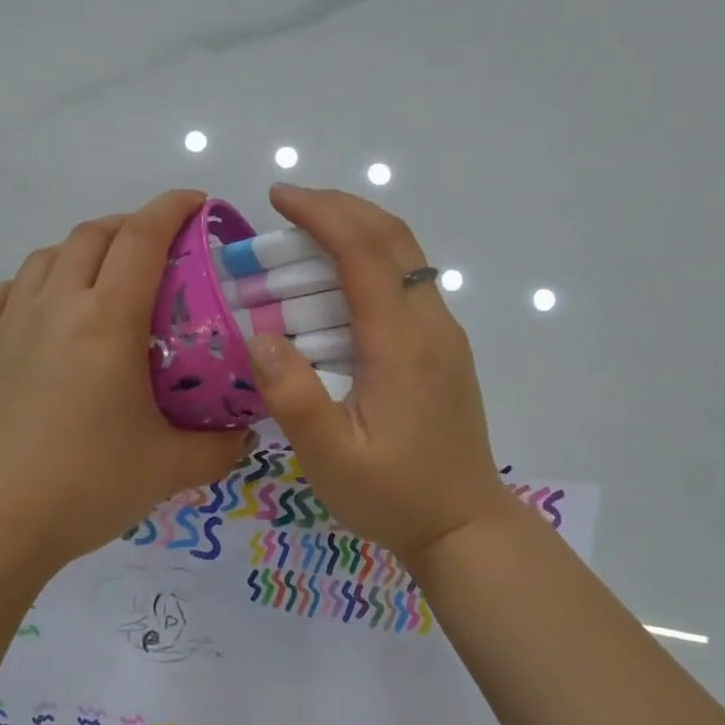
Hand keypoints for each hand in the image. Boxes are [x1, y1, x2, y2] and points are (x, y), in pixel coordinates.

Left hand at [0, 190, 252, 578]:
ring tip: (102, 277)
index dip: (172, 209)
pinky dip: (29, 285)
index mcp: (107, 320)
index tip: (197, 203)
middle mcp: (55, 306)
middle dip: (130, 225)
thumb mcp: (169, 469)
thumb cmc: (86, 487)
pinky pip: (2, 294)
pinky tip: (40, 310)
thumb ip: (219, 447)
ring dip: (80, 251)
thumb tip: (247, 435)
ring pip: (44, 258)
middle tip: (158, 249)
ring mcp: (8, 325)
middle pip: (92, 235)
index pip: (142, 238)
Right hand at [244, 184, 515, 563]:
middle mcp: (431, 325)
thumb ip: (292, 395)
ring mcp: (444, 335)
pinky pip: (406, 284)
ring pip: (405, 256)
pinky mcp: (443, 350)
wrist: (465, 527)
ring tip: (305, 237)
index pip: (363, 251)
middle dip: (340, 207)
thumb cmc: (394, 496)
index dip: (321, 212)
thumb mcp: (330, 457)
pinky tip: (335, 286)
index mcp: (402, 343)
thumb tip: (259, 335)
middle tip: (288, 207)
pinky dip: (369, 262)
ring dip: (356, 232)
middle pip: (393, 237)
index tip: (277, 196)